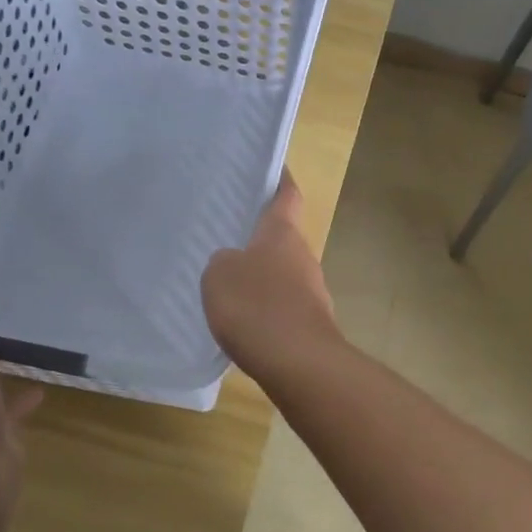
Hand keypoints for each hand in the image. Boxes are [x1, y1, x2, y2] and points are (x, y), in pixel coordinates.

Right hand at [202, 172, 343, 375]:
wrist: (299, 363)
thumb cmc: (257, 306)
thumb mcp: (219, 275)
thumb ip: (223, 262)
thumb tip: (234, 263)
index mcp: (283, 234)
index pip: (287, 195)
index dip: (281, 180)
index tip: (273, 169)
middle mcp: (303, 257)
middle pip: (284, 238)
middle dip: (261, 238)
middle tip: (229, 236)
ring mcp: (312, 292)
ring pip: (284, 275)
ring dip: (263, 278)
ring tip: (229, 285)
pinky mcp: (310, 324)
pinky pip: (283, 307)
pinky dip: (266, 310)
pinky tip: (244, 324)